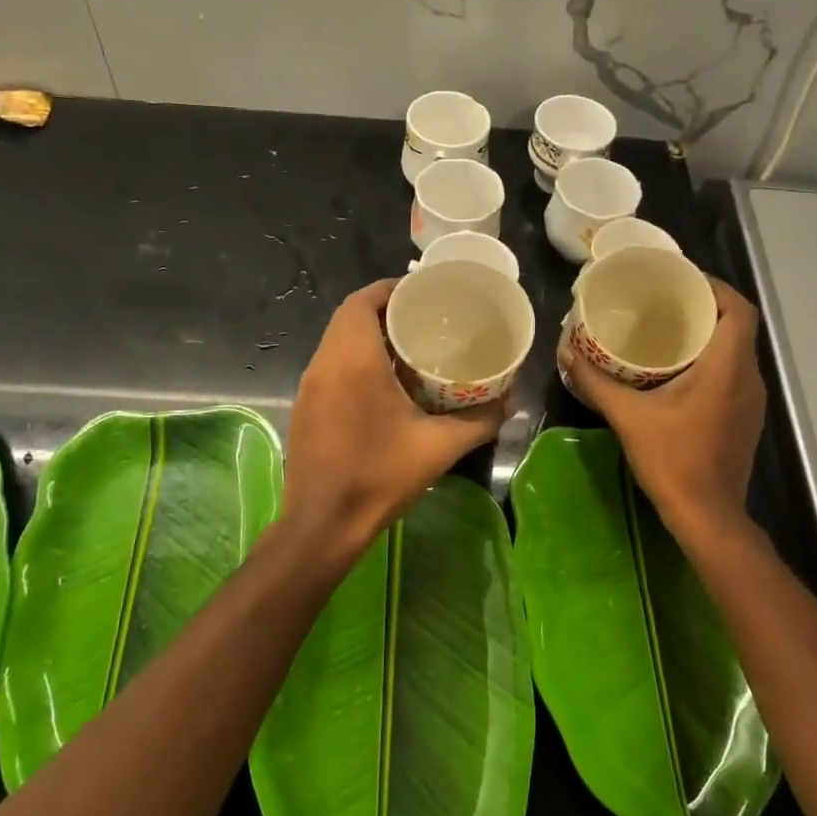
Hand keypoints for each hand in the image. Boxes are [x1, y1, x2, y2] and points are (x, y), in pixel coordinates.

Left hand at [281, 279, 505, 561]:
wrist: (322, 525)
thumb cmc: (378, 477)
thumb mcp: (438, 447)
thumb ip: (479, 420)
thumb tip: (510, 402)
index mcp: (353, 360)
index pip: (362, 301)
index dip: (391, 289)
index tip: (423, 294)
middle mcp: (324, 364)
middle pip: (349, 317)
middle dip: (385, 311)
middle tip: (424, 321)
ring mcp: (310, 387)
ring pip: (337, 342)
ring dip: (369, 336)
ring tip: (410, 349)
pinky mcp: (306, 408)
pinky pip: (330, 366)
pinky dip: (355, 360)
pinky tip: (386, 385)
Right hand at [561, 277, 765, 538]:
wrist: (708, 517)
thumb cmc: (673, 461)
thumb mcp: (628, 417)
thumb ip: (596, 382)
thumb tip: (567, 351)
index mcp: (728, 367)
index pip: (739, 308)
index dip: (715, 286)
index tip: (682, 278)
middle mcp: (748, 378)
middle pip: (737, 325)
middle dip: (705, 306)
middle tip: (665, 299)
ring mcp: (751, 400)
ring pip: (736, 350)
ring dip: (708, 334)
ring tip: (667, 327)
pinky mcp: (744, 418)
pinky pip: (733, 373)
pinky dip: (710, 360)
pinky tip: (676, 369)